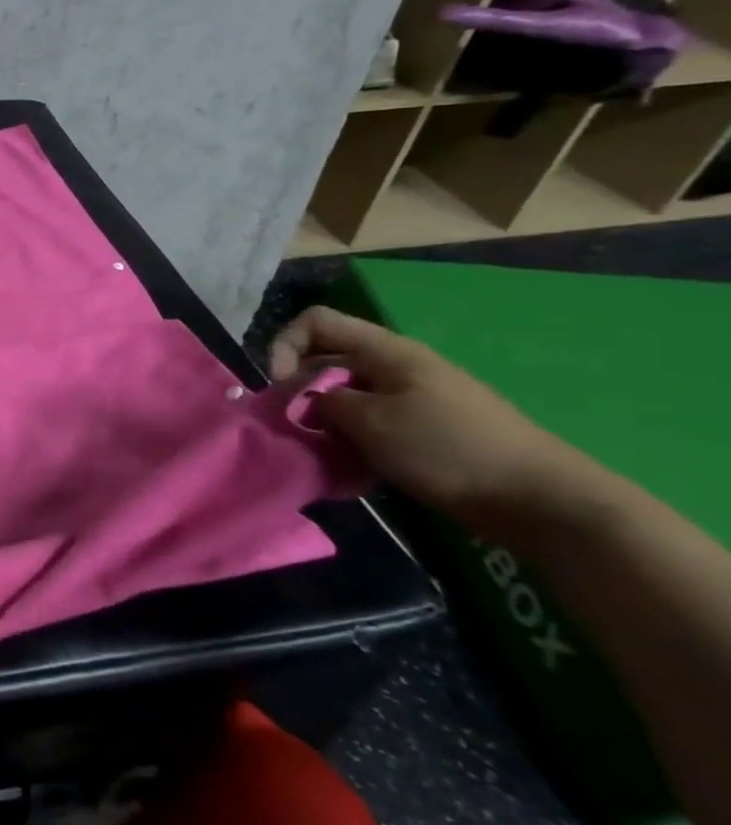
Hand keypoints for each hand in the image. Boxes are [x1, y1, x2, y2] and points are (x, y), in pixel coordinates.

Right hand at [269, 306, 593, 533]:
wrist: (542, 501)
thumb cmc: (447, 449)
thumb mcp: (369, 422)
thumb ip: (321, 402)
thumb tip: (305, 400)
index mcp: (386, 351)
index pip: (314, 322)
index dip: (285, 347)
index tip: (282, 390)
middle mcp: (397, 365)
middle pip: (326, 360)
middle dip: (302, 392)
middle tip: (299, 430)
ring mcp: (415, 397)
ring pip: (346, 395)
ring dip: (327, 422)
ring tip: (327, 455)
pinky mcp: (427, 429)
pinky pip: (372, 422)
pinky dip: (354, 440)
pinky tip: (357, 470)